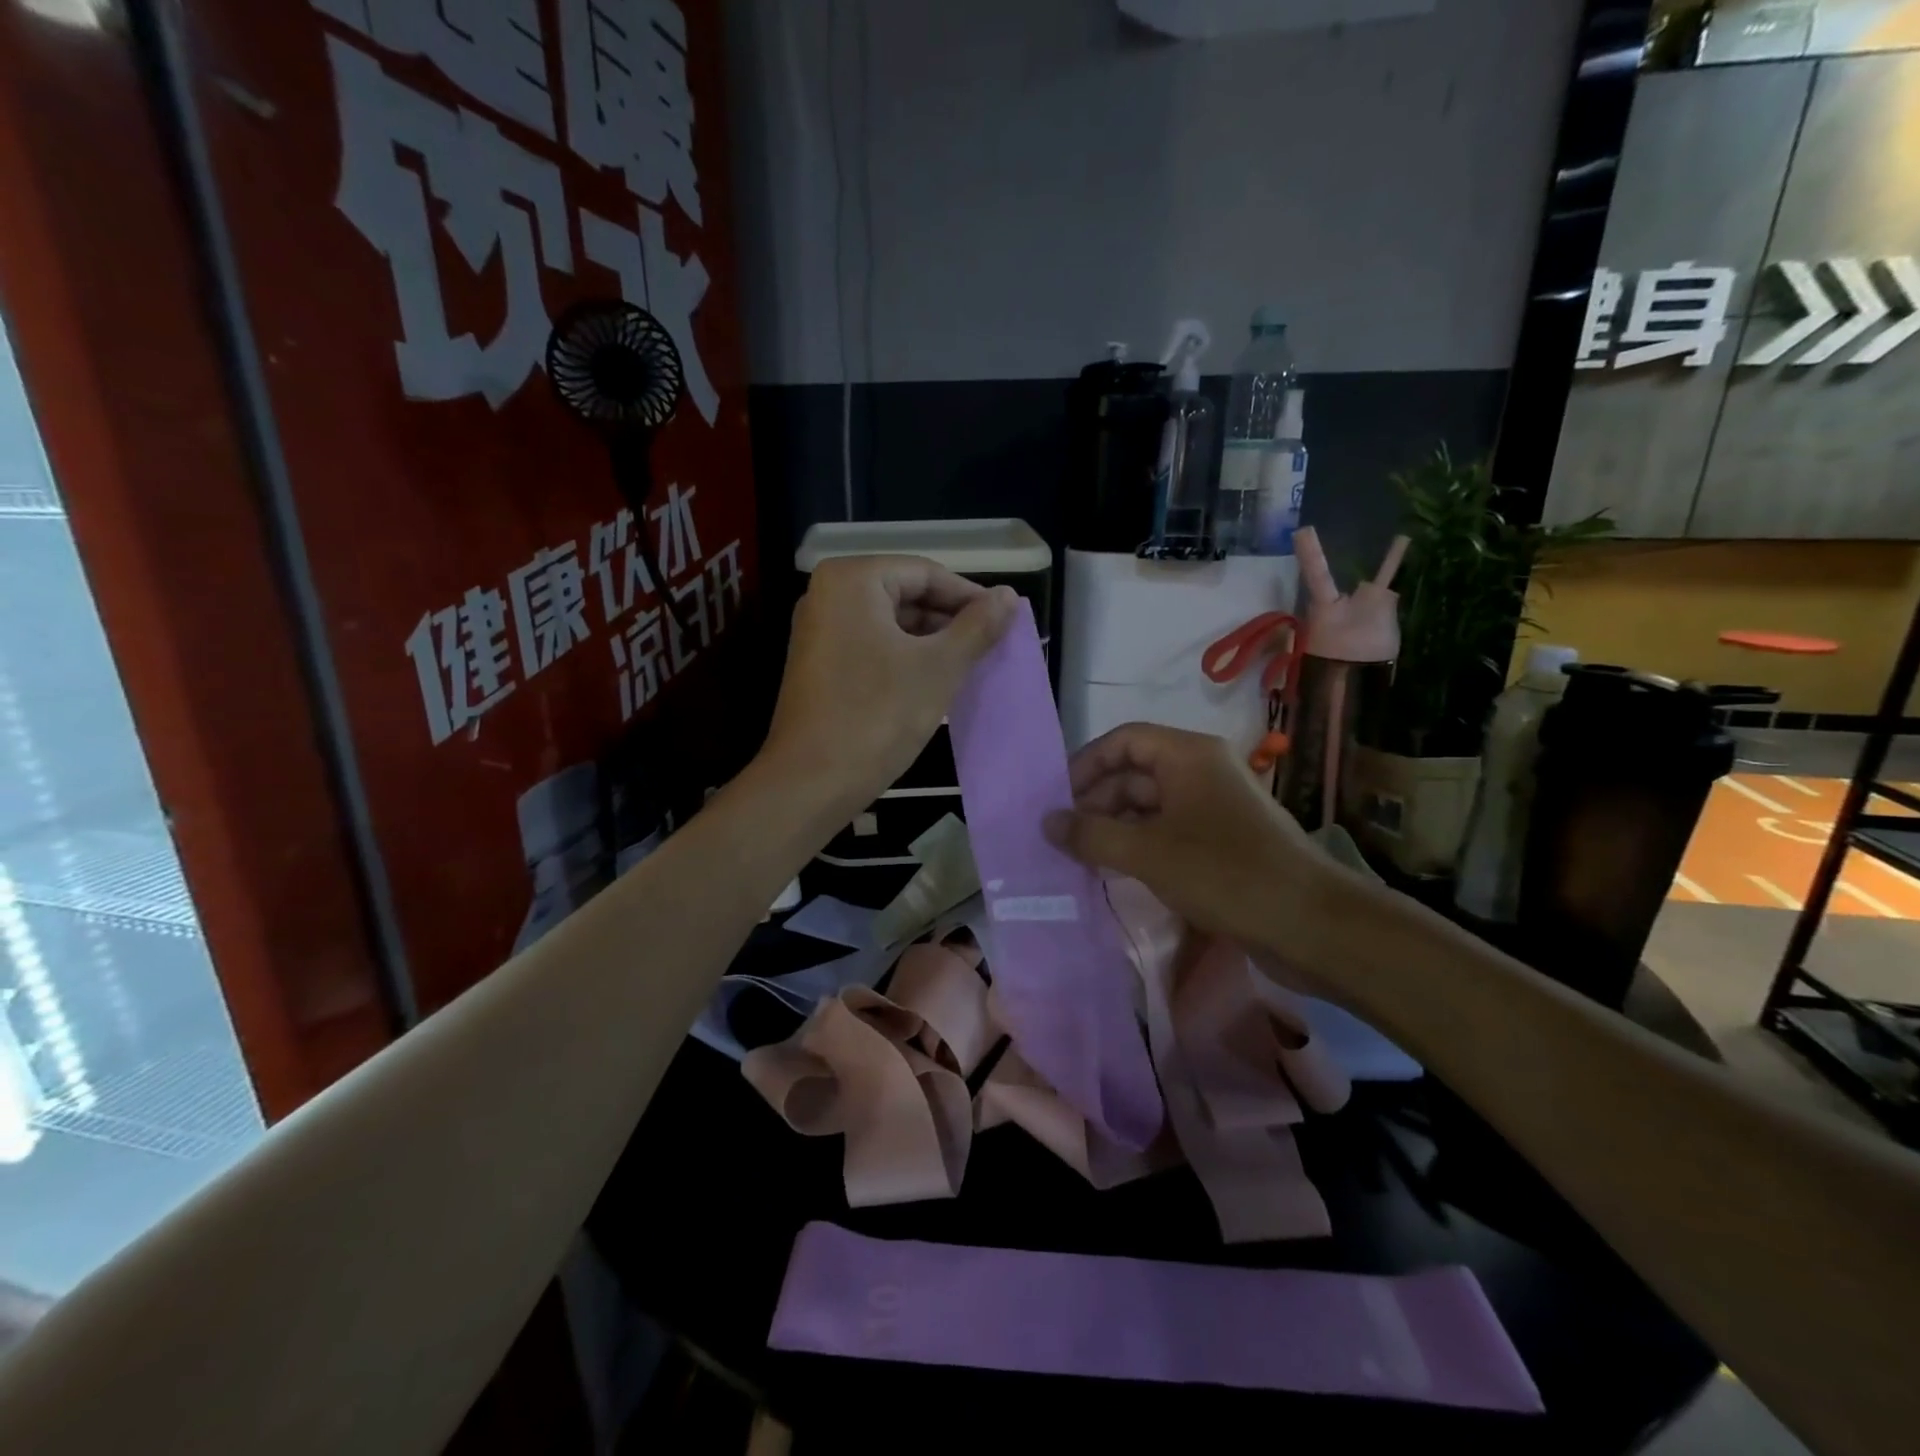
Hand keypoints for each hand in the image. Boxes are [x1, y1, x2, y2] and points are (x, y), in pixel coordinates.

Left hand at [765, 555, 1017, 816]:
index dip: (970, 597)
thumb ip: (977, 626)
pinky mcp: (819, 663)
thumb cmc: (878, 715)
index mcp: (852, 580)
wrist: (812, 782)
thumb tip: (1010, 596)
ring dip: (931, 642)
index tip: (1006, 622)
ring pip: (891, 624)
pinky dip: (905, 658)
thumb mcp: (938, 667)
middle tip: (991, 647)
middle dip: (950, 621)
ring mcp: (819, 630)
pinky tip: (934, 682)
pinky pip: (873, 646)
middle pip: (906, 594)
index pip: (926, 573)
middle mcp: (828, 595)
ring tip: (970, 666)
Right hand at [1044, 723, 1330, 956]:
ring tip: (1082, 856)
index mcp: (1188, 755)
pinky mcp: (1222, 842)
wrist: (1310, 924)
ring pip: (1151, 805)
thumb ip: (1091, 835)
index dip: (1086, 764)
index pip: (1124, 740)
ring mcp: (1214, 808)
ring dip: (1115, 826)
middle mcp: (1201, 772)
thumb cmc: (1224, 873)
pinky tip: (1116, 871)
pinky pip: (1169, 832)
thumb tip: (1046, 822)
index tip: (1056, 798)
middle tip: (1063, 836)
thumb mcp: (1147, 852)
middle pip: (1135, 772)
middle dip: (1096, 800)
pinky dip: (1139, 845)